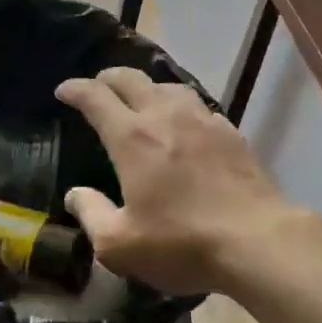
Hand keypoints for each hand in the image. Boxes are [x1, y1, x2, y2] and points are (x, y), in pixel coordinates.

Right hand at [55, 67, 304, 295]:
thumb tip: (75, 194)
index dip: (75, 88)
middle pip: (131, 78)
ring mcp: (202, 119)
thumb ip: (91, 214)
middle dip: (107, 77)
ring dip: (146, 86)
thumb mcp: (120, 245)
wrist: (258, 240)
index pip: (95, 97)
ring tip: (140, 99)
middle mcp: (164, 116)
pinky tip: (184, 123)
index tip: (63, 90)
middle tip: (97, 87)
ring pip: (167, 85)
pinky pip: (197, 105)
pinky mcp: (230, 132)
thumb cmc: (183, 243)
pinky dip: (179, 105)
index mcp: (131, 138)